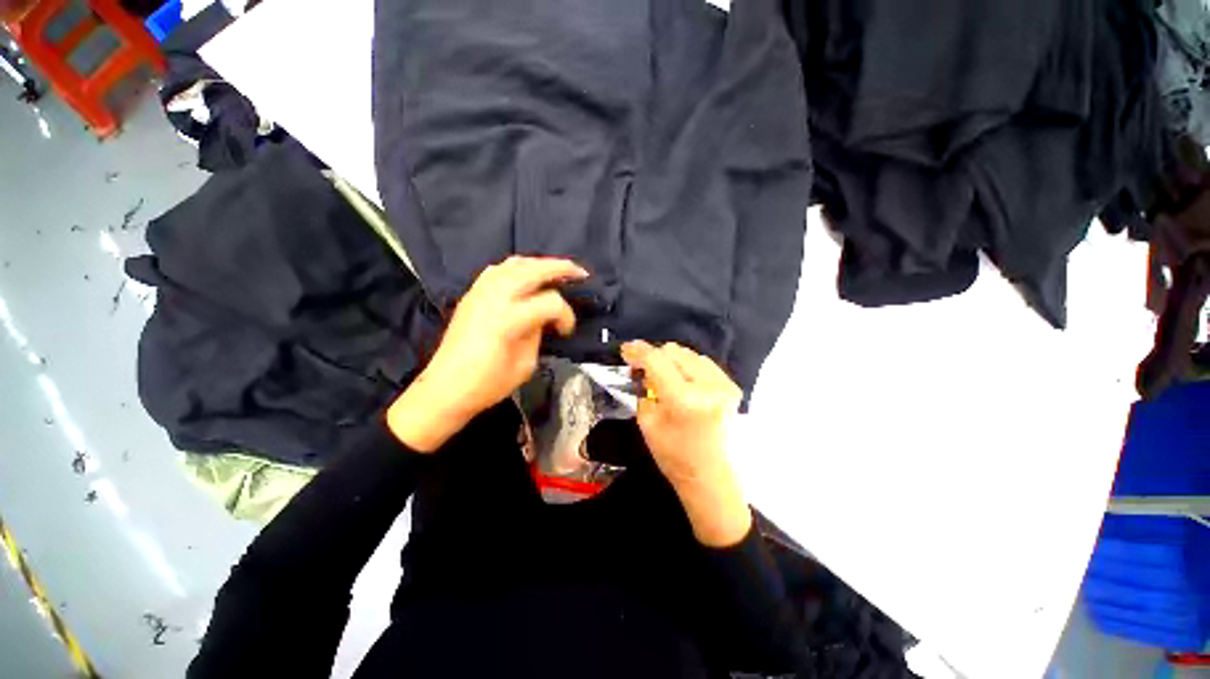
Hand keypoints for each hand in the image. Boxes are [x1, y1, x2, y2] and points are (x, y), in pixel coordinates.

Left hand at [388, 256, 587, 452]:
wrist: (445, 388)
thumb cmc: (488, 384)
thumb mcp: (525, 364)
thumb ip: (537, 334)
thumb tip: (544, 318)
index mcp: (508, 319)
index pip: (550, 302)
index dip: (566, 314)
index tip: (566, 331)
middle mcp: (494, 298)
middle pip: (533, 270)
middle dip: (560, 268)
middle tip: (580, 273)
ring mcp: (480, 292)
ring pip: (514, 264)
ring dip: (539, 264)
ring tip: (556, 271)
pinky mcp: (471, 294)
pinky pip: (497, 270)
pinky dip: (516, 268)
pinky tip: (525, 276)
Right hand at [620, 340, 750, 546]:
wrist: (710, 477)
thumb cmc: (673, 455)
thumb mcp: (647, 422)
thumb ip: (644, 388)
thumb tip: (642, 367)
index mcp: (683, 398)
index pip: (656, 360)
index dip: (638, 350)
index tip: (626, 349)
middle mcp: (708, 386)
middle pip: (674, 351)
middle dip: (655, 356)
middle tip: (642, 368)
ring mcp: (724, 385)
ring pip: (689, 354)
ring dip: (671, 360)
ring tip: (662, 376)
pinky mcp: (732, 387)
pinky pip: (703, 363)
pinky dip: (688, 366)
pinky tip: (680, 379)